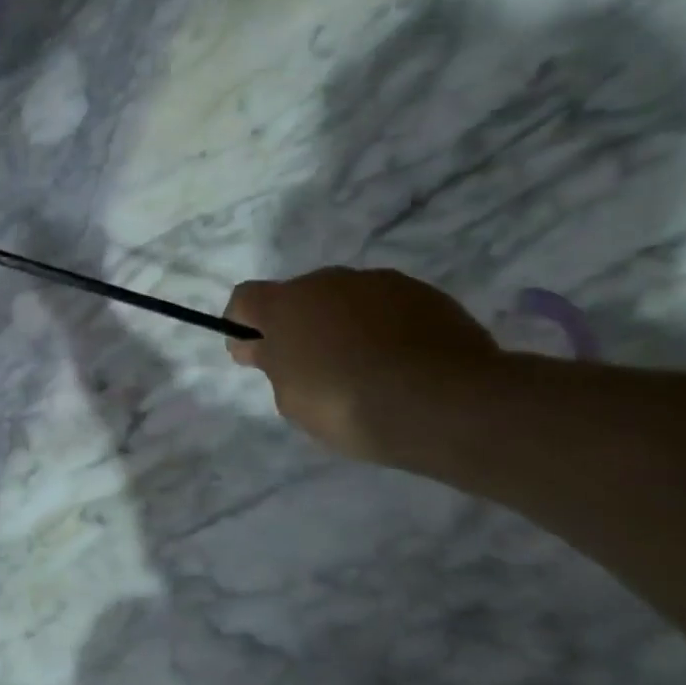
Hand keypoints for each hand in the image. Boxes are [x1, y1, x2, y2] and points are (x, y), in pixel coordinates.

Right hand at [224, 268, 502, 463]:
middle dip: (299, 325)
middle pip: (299, 297)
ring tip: (363, 368)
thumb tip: (263, 347)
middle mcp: (328, 281)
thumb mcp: (291, 399)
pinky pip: (388, 308)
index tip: (253, 354)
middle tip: (311, 367)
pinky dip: (384, 329)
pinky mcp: (425, 294)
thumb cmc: (346, 404)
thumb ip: (273, 365)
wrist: (443, 402)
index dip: (242, 324)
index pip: (245, 299)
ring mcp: (380, 283)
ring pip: (346, 300)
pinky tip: (399, 363)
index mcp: (285, 304)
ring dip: (343, 324)